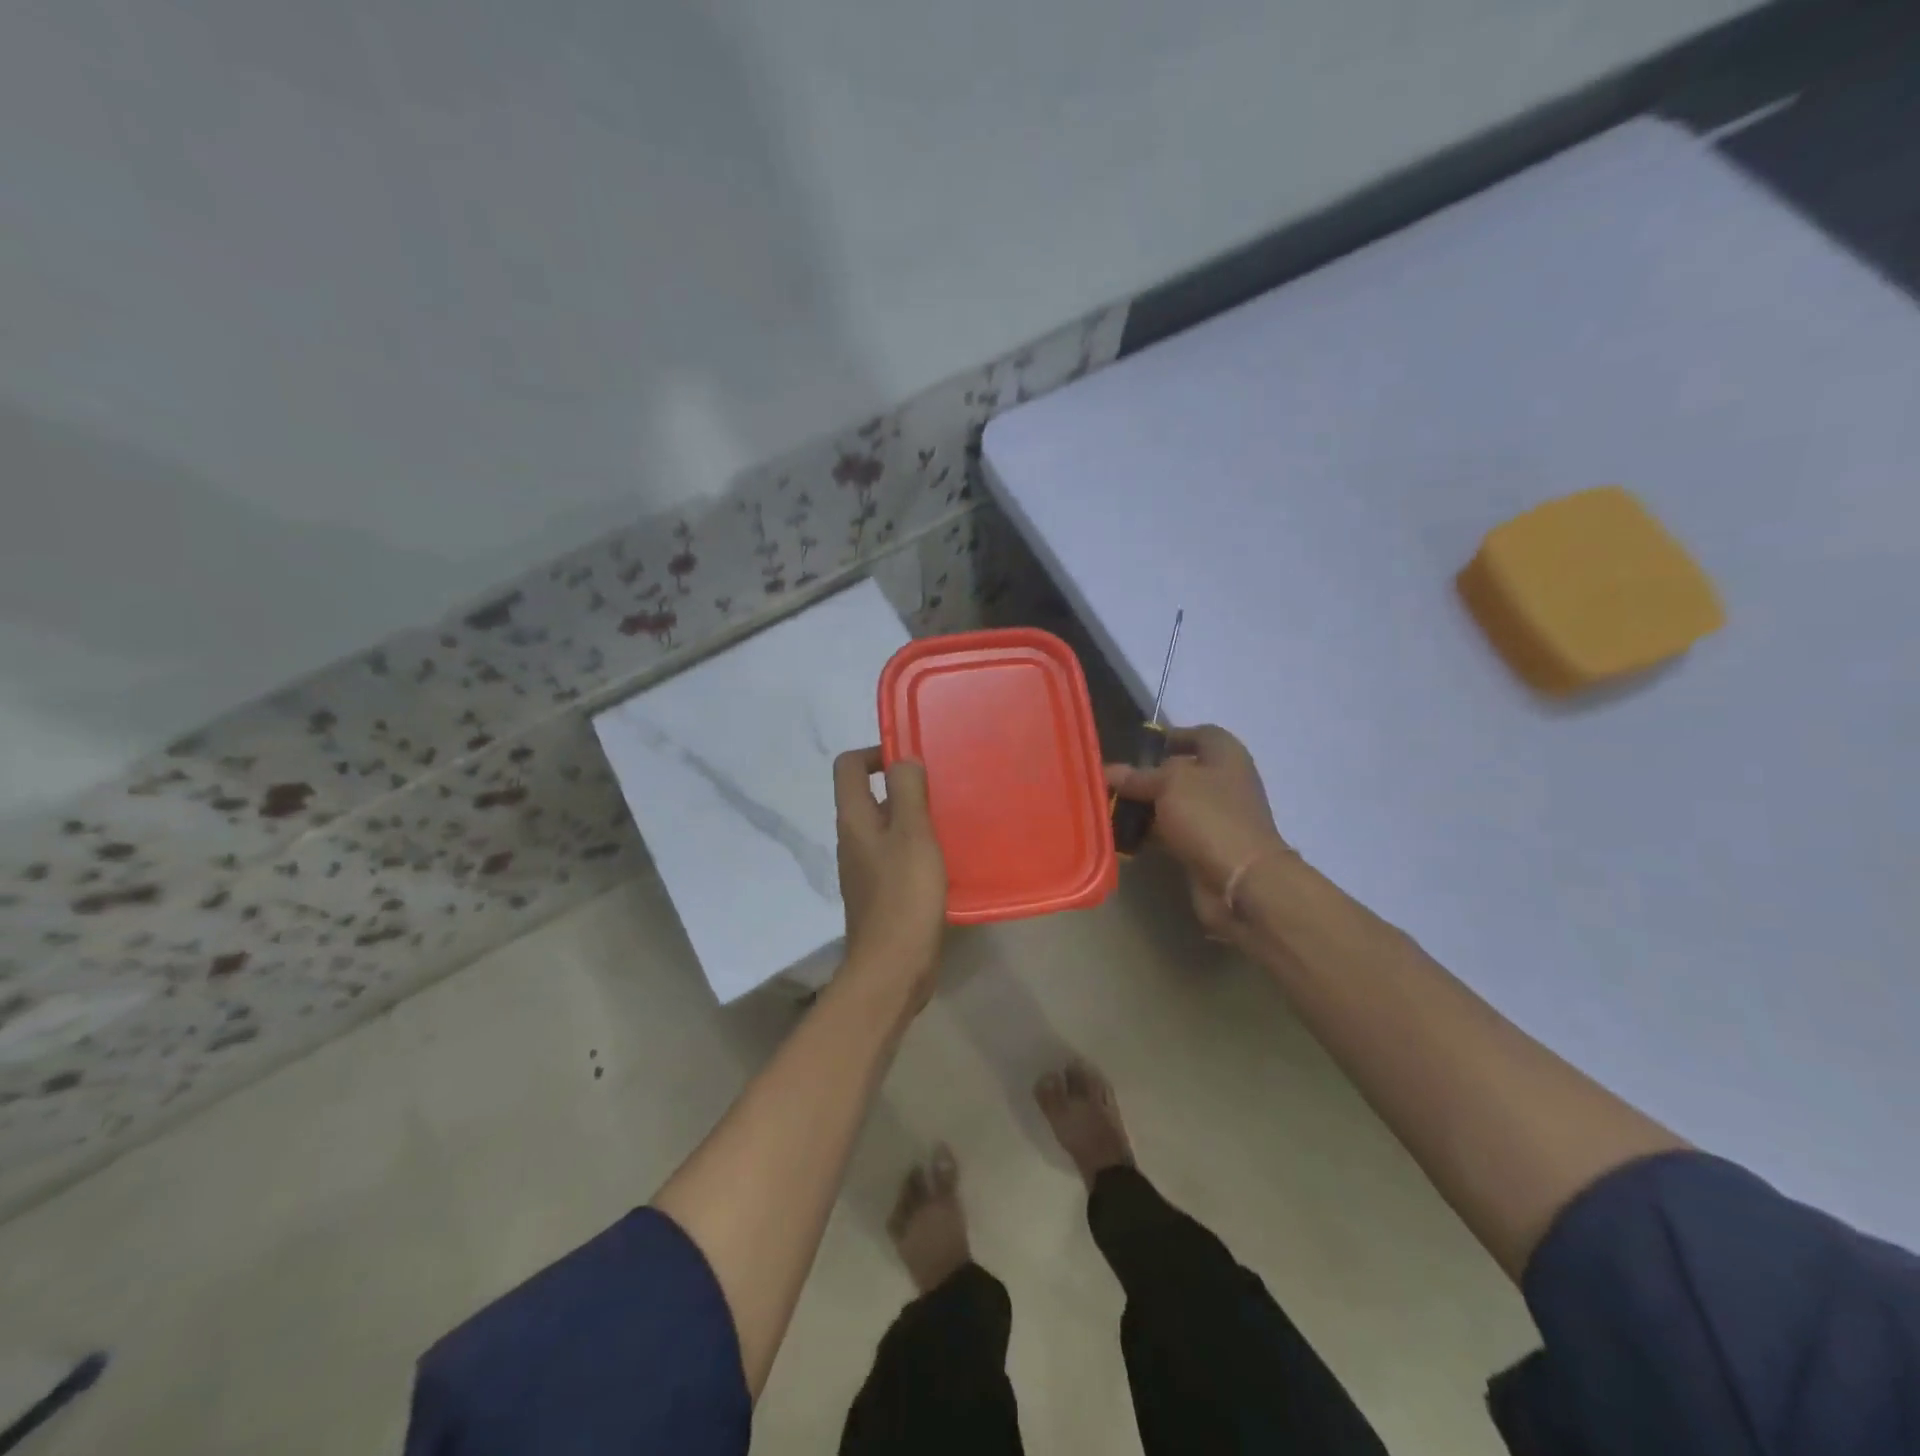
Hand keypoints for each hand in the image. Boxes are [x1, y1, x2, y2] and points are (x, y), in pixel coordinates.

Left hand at [833, 747, 947, 1000]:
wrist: (893, 966)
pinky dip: (916, 847)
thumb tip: (903, 760)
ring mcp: (864, 868)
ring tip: (949, 821)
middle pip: (868, 796)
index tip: (911, 760)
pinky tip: (944, 858)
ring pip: (885, 827)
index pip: (848, 766)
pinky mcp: (880, 892)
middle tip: (941, 790)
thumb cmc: (904, 894)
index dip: (875, 752)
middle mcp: (852, 839)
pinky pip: (895, 855)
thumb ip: (907, 791)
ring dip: (913, 818)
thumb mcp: (912, 833)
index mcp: (854, 819)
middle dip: (902, 786)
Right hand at [1106, 725, 1290, 937]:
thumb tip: (1110, 770)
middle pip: (1182, 770)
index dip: (1171, 736)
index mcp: (1225, 755)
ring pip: (1174, 803)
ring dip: (1147, 806)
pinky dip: (1152, 832)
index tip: (1137, 747)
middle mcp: (1224, 781)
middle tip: (1114, 780)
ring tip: (1111, 807)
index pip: (1199, 734)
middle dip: (1149, 775)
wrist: (1241, 880)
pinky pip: (1174, 831)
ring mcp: (1217, 816)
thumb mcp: (1168, 784)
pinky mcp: (1207, 846)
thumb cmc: (1209, 816)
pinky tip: (1125, 835)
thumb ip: (1138, 776)